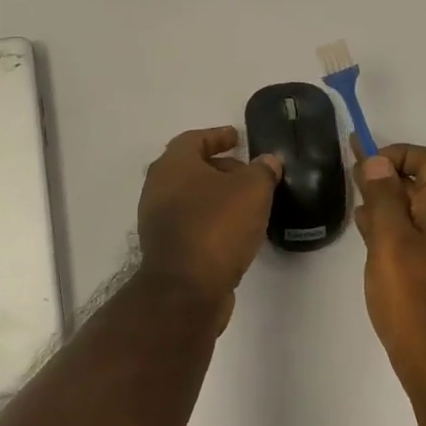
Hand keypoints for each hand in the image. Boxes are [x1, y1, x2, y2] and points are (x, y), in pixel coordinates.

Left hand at [136, 127, 282, 327]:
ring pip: (191, 198)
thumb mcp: (252, 190)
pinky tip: (236, 231)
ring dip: (217, 197)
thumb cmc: (217, 226)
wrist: (186, 289)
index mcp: (173, 165)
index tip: (236, 137)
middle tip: (248, 172)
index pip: (194, 139)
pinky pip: (191, 223)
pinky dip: (211, 220)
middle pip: (190, 169)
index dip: (217, 136)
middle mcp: (158, 188)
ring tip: (248, 203)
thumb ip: (263, 170)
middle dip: (220, 168)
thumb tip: (268, 161)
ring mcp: (158, 220)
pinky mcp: (165, 249)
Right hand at [354, 143, 425, 402]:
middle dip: (388, 174)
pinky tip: (369, 236)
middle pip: (424, 183)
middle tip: (352, 174)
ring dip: (388, 200)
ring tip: (355, 203)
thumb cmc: (414, 298)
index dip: (399, 153)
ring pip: (418, 210)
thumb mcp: (391, 240)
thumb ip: (383, 197)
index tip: (366, 163)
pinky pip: (417, 235)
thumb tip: (378, 160)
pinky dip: (394, 226)